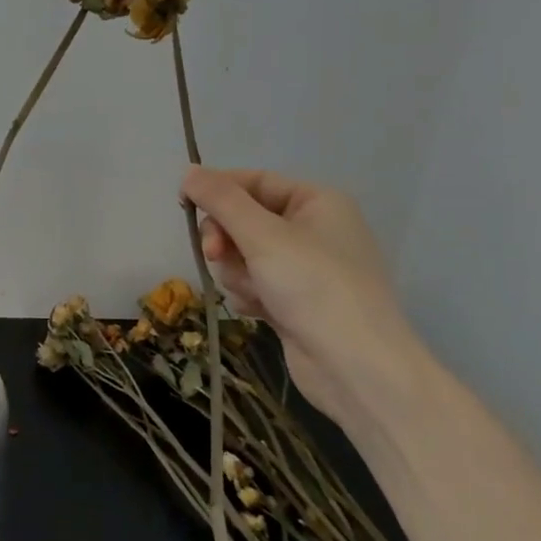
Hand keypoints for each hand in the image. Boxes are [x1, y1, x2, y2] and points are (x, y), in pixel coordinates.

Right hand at [182, 166, 426, 427]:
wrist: (357, 368)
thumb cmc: (314, 287)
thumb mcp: (262, 235)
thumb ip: (221, 200)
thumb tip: (188, 171)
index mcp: (317, 202)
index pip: (254, 181)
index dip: (218, 190)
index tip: (183, 205)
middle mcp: (313, 230)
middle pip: (244, 219)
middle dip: (227, 240)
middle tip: (216, 255)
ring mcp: (304, 268)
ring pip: (243, 255)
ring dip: (238, 272)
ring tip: (255, 293)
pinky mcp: (294, 301)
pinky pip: (254, 284)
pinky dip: (250, 295)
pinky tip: (260, 312)